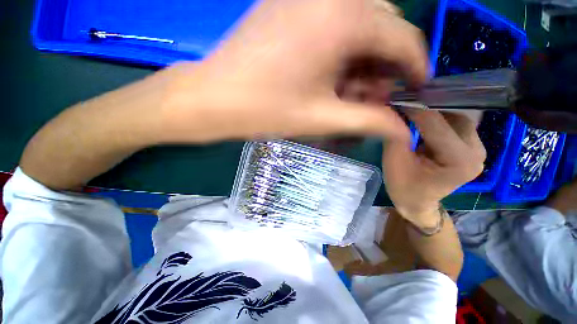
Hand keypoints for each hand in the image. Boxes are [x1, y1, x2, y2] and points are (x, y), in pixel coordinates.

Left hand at [155, 0, 428, 143]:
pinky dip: (341, 51)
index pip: (403, 38)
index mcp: (342, 19)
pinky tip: (330, 77)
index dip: (415, 67)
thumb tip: (401, 130)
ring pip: (358, 25)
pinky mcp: (288, 7)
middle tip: (373, 99)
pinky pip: (333, 24)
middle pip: (382, 28)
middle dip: (384, 66)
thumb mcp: (322, 119)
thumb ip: (368, 121)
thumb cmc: (265, 111)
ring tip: (350, 93)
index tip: (416, 90)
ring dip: (363, 61)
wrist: (214, 99)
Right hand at [382, 110, 486, 226]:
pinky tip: (425, 120)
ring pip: (458, 118)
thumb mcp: (394, 161)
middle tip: (405, 105)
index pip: (435, 123)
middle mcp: (476, 153)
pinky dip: (441, 120)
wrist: (417, 203)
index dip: (414, 108)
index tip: (396, 99)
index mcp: (458, 161)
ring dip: (436, 113)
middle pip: (453, 117)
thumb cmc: (403, 187)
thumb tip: (394, 109)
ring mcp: (479, 150)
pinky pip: (458, 126)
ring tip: (413, 112)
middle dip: (427, 109)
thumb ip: (396, 134)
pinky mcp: (473, 149)